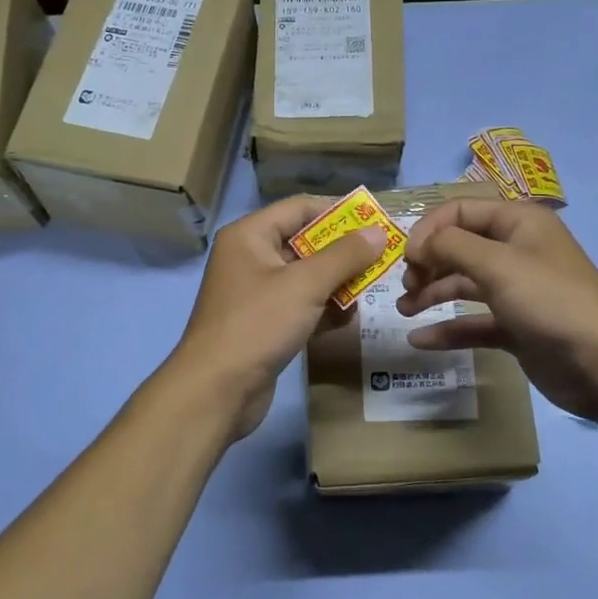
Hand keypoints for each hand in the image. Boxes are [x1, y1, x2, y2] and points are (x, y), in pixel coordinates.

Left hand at [171, 198, 387, 441]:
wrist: (217, 390)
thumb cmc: (258, 324)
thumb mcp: (305, 285)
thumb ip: (345, 256)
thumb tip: (377, 232)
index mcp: (250, 236)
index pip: (300, 208)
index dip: (339, 212)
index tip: (376, 221)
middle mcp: (250, 258)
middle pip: (305, 243)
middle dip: (342, 254)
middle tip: (380, 260)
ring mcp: (256, 293)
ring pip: (306, 278)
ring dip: (337, 284)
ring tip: (367, 293)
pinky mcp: (264, 324)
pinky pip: (301, 306)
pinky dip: (323, 310)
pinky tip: (347, 321)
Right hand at [397, 198, 597, 424]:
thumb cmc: (551, 301)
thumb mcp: (498, 264)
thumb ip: (451, 246)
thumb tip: (418, 244)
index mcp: (518, 222)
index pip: (460, 210)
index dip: (429, 229)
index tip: (406, 258)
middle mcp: (516, 250)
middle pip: (459, 246)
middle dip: (428, 262)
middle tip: (405, 286)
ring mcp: (517, 291)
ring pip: (464, 284)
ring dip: (432, 293)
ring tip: (404, 310)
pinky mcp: (516, 327)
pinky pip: (474, 321)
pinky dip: (448, 329)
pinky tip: (420, 341)